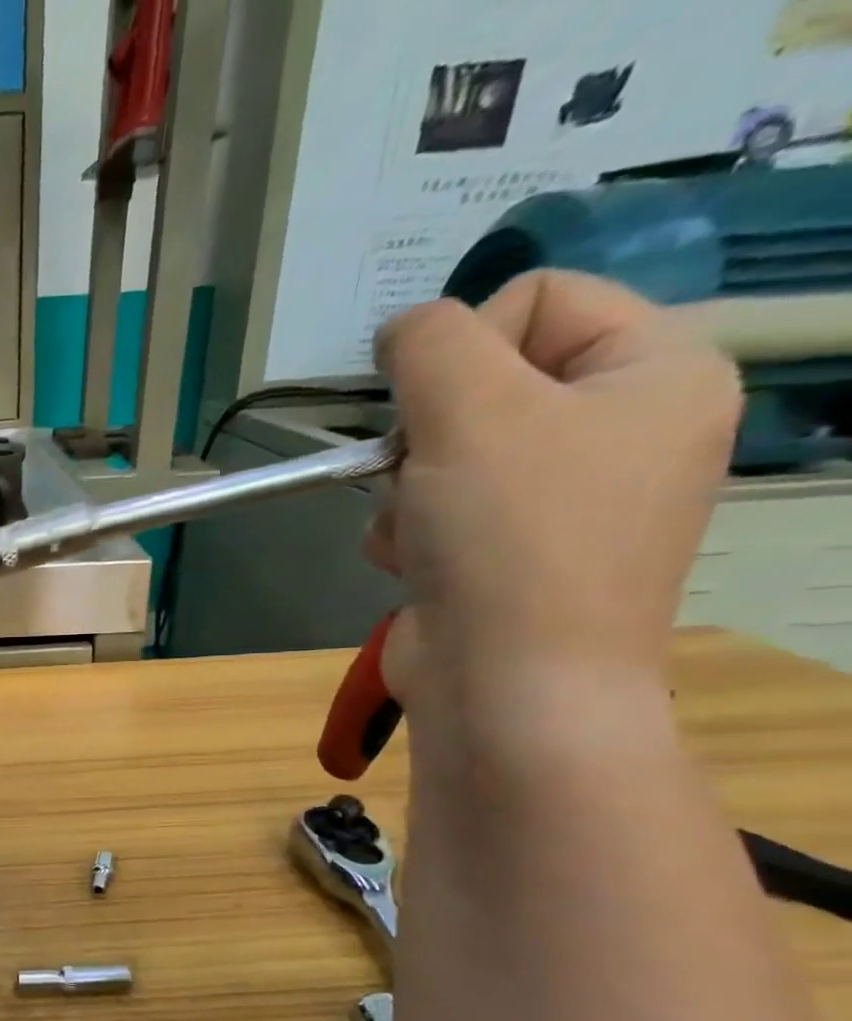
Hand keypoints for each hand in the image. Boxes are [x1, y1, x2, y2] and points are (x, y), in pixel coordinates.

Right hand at [368, 270, 741, 700]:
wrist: (508, 684)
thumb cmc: (509, 536)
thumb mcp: (466, 410)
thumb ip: (429, 341)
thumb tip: (402, 331)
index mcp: (656, 372)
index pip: (540, 297)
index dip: (465, 346)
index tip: (431, 409)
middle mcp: (624, 429)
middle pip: (487, 381)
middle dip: (428, 433)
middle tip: (421, 475)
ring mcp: (568, 499)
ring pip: (448, 451)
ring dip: (407, 489)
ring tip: (417, 532)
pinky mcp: (513, 551)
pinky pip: (442, 507)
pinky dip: (409, 531)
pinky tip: (411, 563)